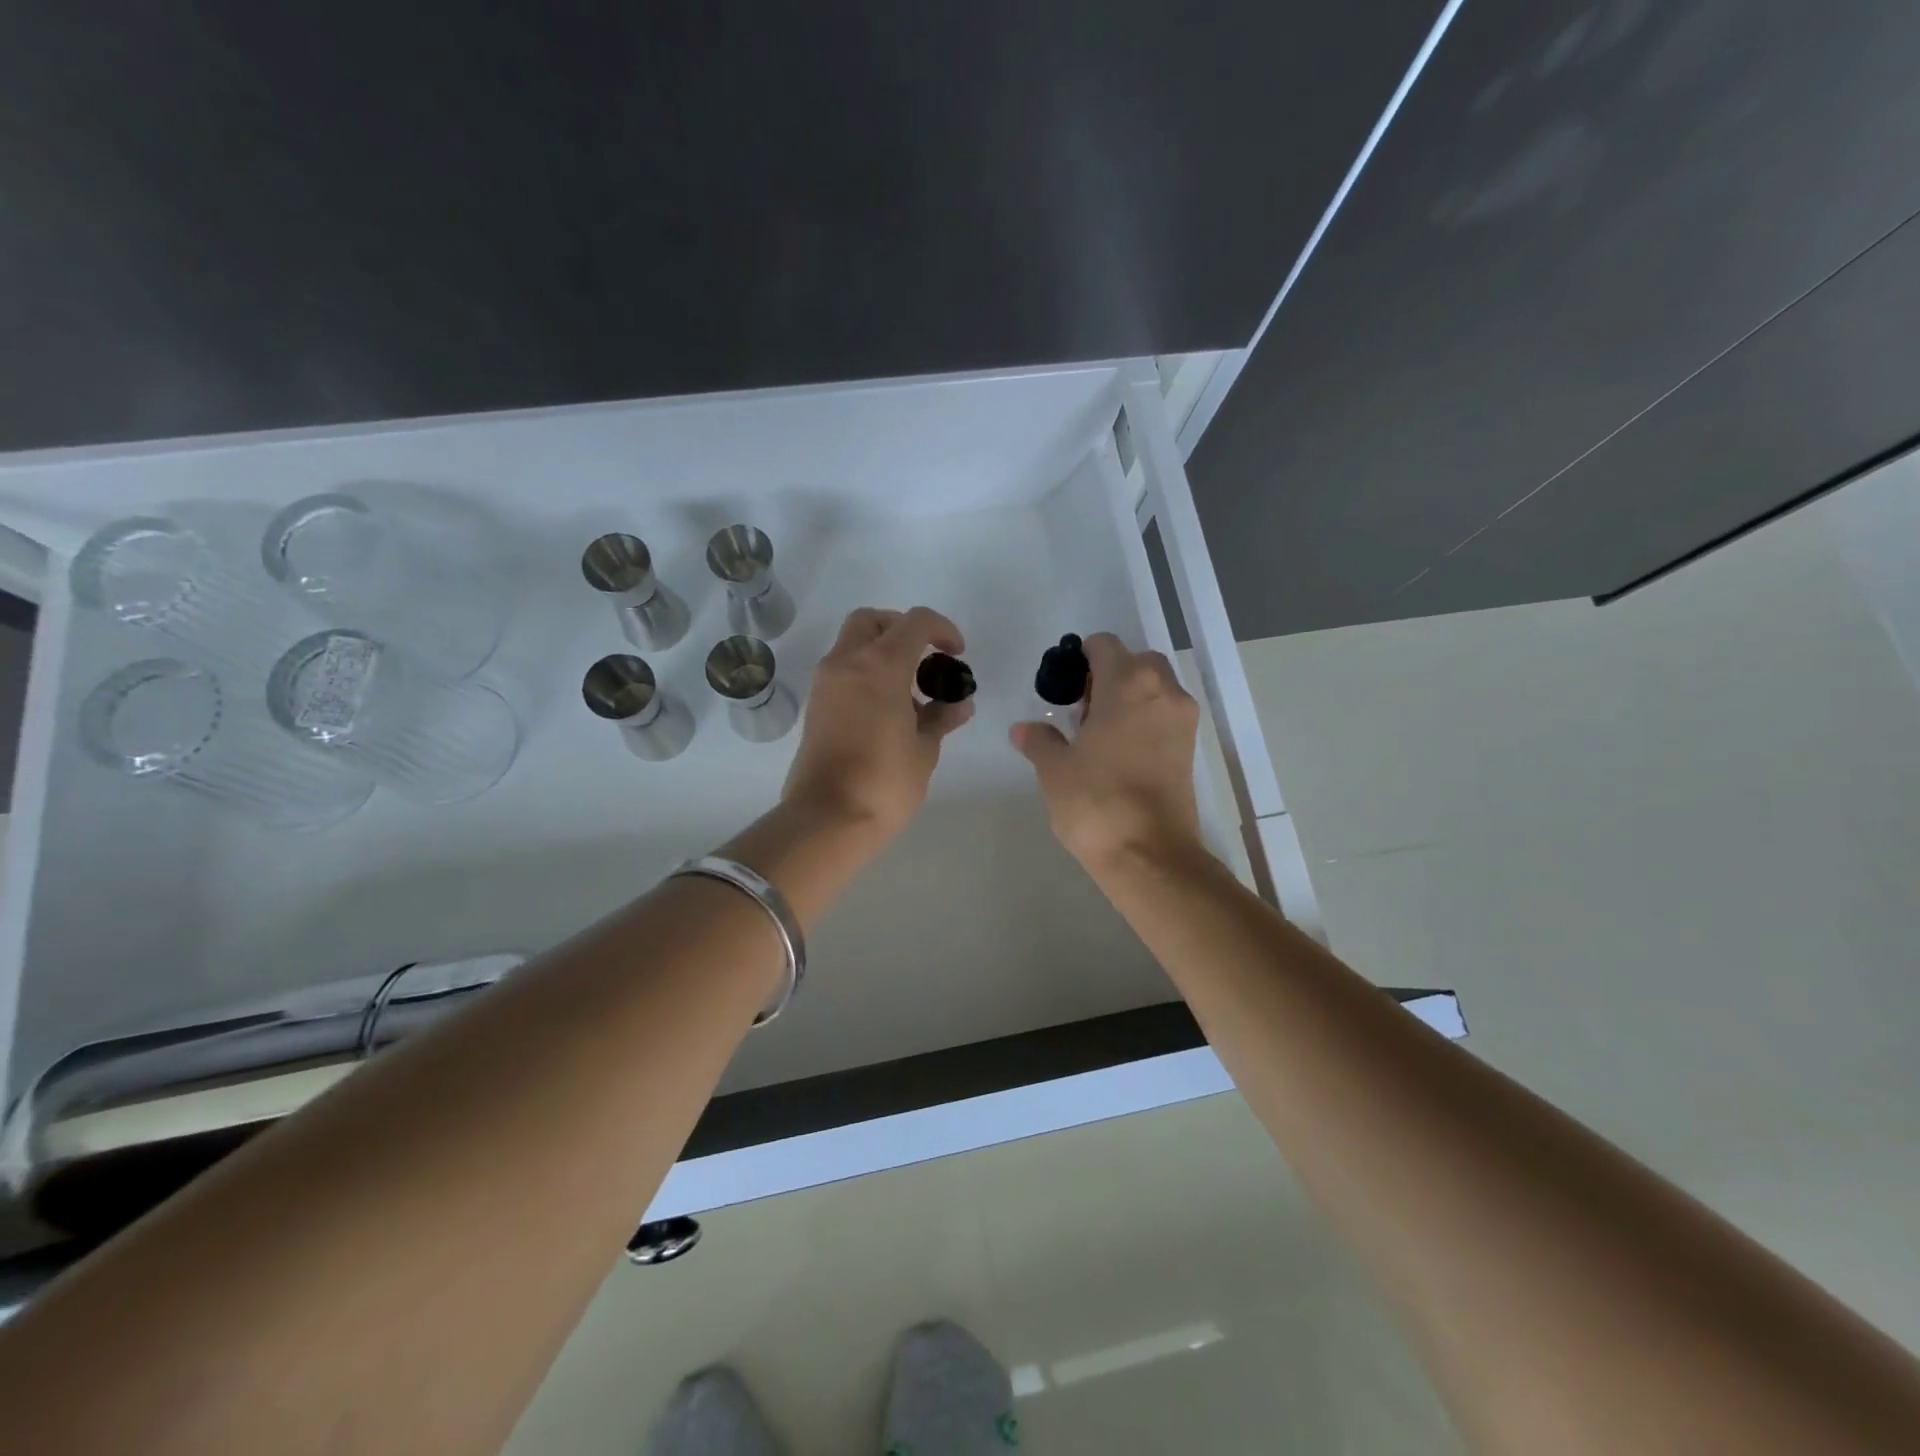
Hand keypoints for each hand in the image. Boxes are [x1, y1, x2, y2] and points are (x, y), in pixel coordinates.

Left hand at [782, 606, 974, 841]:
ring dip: (882, 652)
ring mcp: (826, 683)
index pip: (915, 622)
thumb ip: (942, 717)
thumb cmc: (884, 783)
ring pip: (853, 643)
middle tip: (925, 658)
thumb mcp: (924, 750)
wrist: (827, 819)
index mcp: (880, 666)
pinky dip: (865, 673)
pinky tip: (888, 710)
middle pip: (873, 620)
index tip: (956, 654)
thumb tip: (959, 703)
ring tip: (910, 693)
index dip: (943, 629)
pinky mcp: (816, 706)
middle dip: (902, 629)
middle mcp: (847, 663)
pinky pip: (843, 670)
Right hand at [1011, 633, 1203, 872]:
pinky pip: (1165, 714)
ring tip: (1099, 734)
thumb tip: (1023, 729)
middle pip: (1135, 662)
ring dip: (1128, 697)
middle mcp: (1163, 691)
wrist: (1150, 856)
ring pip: (1154, 688)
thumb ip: (1039, 741)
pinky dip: (1144, 719)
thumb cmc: (1096, 802)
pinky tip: (1119, 753)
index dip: (1079, 659)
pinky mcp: (1191, 748)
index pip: (1103, 645)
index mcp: (1128, 683)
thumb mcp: (1055, 770)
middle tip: (1081, 711)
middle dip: (1108, 676)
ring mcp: (1182, 720)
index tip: (1063, 688)